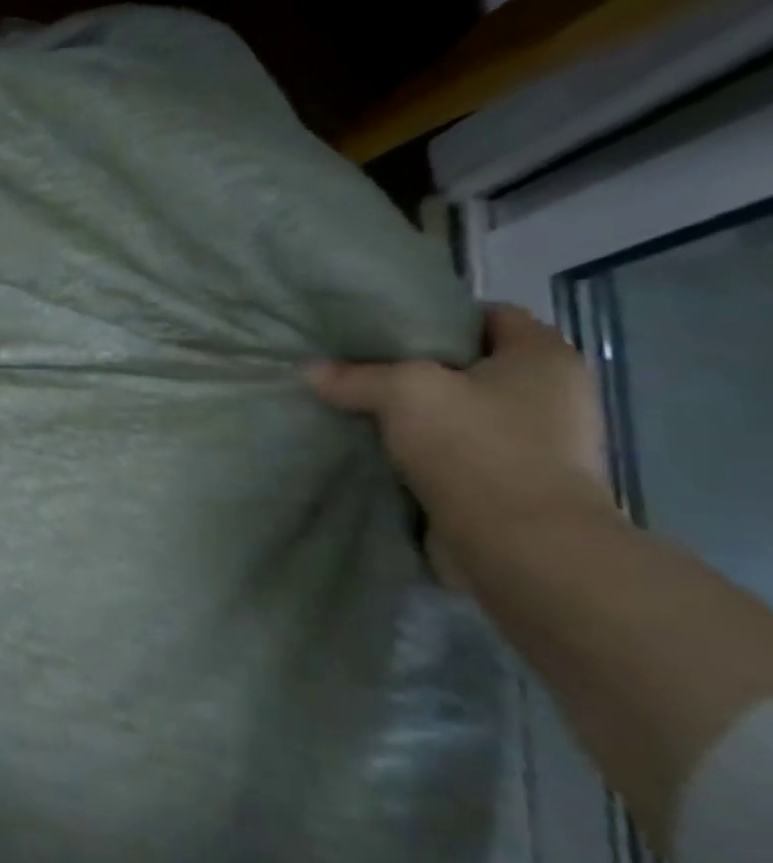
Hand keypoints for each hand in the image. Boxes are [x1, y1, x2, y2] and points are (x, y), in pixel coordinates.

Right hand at [308, 304, 614, 581]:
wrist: (521, 546)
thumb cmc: (476, 447)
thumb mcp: (403, 392)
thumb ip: (355, 376)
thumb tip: (310, 370)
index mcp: (545, 358)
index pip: (491, 315)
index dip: (438, 316)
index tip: (384, 328)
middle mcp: (551, 396)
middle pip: (472, 366)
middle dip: (418, 369)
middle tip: (359, 368)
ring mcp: (537, 446)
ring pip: (461, 414)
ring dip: (416, 417)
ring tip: (359, 411)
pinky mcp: (513, 487)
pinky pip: (457, 455)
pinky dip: (422, 454)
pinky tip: (378, 453)